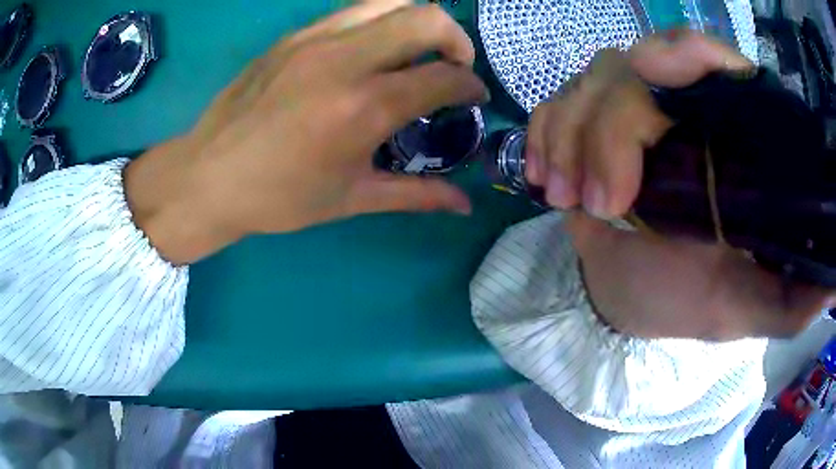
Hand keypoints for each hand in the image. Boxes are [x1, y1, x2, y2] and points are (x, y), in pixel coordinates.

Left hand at [124, 2, 486, 264]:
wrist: (207, 175)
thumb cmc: (278, 197)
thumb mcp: (352, 200)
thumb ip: (417, 195)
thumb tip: (466, 203)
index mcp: (363, 107)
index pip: (443, 76)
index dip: (471, 85)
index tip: (474, 96)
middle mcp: (345, 60)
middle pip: (427, 18)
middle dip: (457, 39)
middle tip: (452, 66)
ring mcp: (315, 38)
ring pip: (391, 1)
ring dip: (419, 21)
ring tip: (417, 50)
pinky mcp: (293, 35)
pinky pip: (353, 11)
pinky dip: (380, 22)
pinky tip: (372, 50)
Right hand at [527, 31, 833, 339]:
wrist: (633, 298)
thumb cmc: (692, 300)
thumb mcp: (749, 306)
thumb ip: (792, 296)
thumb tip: (833, 281)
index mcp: (730, 137)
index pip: (709, 59)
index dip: (681, 56)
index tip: (651, 84)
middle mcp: (680, 107)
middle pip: (635, 66)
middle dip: (610, 126)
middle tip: (603, 205)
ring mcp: (627, 111)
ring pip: (588, 83)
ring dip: (571, 137)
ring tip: (570, 202)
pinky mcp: (586, 126)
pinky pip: (555, 106)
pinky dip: (545, 137)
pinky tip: (547, 180)